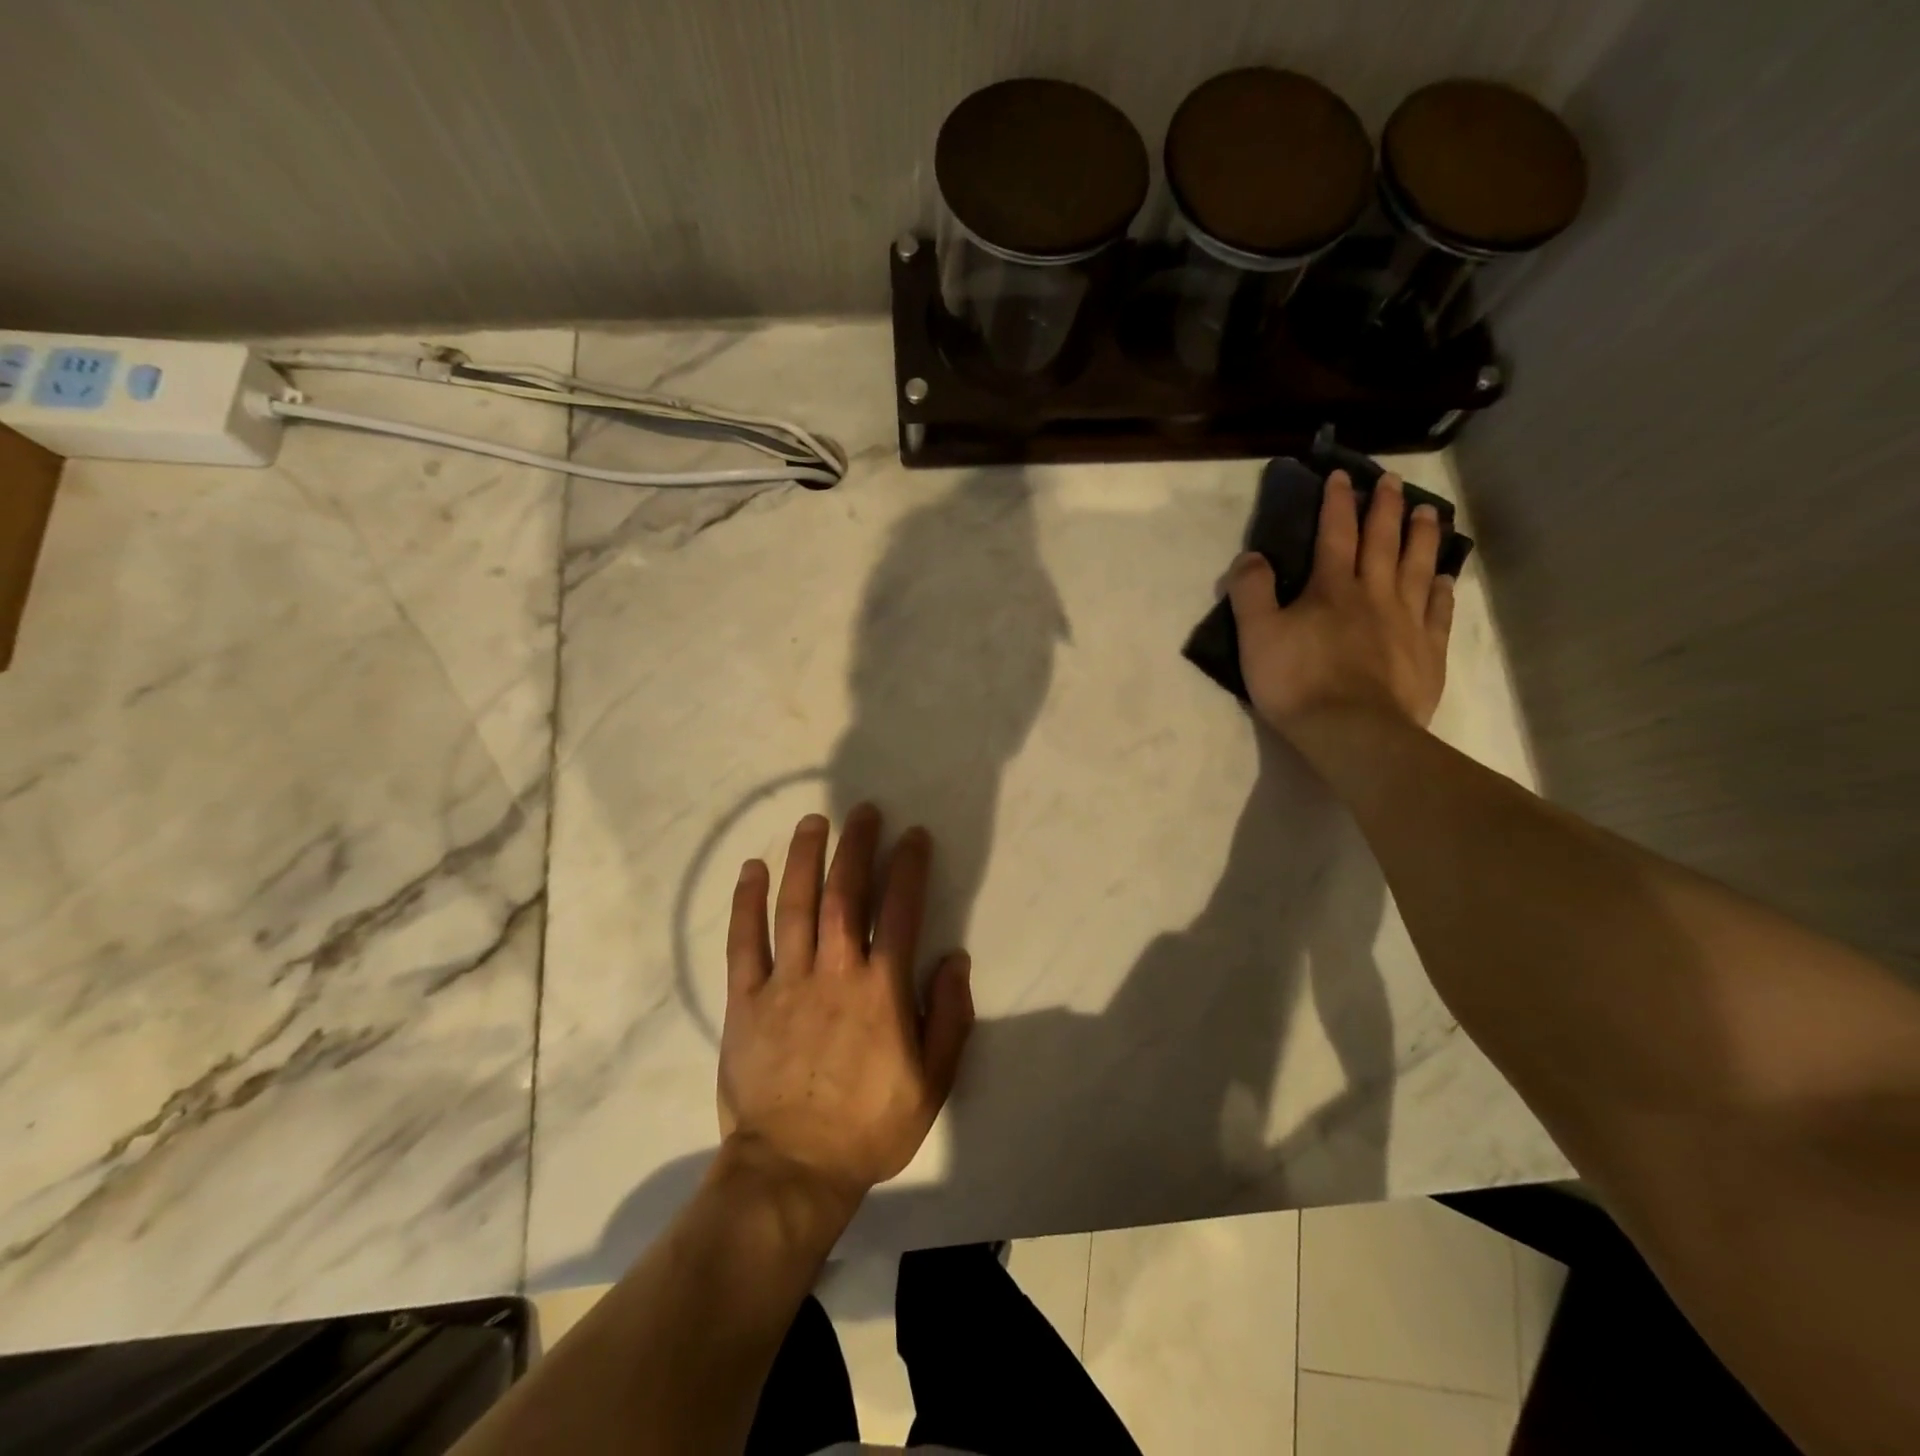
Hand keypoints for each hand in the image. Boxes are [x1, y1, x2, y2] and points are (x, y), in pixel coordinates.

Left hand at [718, 806, 974, 1205]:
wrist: (792, 1170)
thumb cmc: (869, 1127)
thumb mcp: (933, 1083)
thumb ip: (950, 1018)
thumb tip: (954, 959)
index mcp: (881, 991)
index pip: (899, 911)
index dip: (908, 867)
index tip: (912, 835)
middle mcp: (834, 973)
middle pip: (845, 894)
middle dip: (855, 846)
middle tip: (862, 810)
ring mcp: (785, 983)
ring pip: (794, 906)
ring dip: (804, 858)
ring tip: (813, 822)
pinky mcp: (746, 1000)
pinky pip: (744, 942)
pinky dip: (747, 902)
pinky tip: (752, 869)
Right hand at [1227, 470, 1454, 738]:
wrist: (1353, 731)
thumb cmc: (1297, 682)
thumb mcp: (1256, 636)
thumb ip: (1251, 591)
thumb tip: (1251, 555)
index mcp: (1331, 589)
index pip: (1335, 534)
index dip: (1337, 503)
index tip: (1342, 475)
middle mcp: (1374, 594)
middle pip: (1383, 542)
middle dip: (1385, 508)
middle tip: (1393, 481)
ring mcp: (1407, 622)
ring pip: (1418, 568)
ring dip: (1423, 537)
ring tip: (1429, 512)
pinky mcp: (1427, 652)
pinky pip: (1438, 612)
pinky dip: (1442, 590)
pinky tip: (1444, 578)